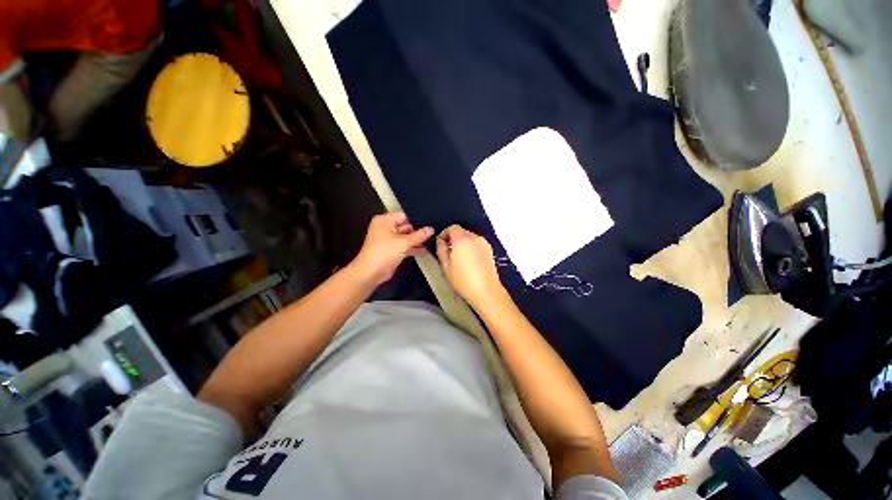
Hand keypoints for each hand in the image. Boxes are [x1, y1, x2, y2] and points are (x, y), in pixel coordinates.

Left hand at [352, 212, 432, 284]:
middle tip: (434, 231)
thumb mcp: (403, 242)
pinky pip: (405, 246)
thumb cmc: (384, 252)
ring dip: (417, 240)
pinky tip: (425, 249)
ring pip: (406, 237)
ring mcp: (389, 239)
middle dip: (418, 230)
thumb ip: (419, 235)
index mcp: (385, 221)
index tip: (430, 221)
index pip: (404, 216)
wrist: (371, 272)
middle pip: (406, 226)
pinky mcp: (392, 250)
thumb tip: (431, 229)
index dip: (417, 219)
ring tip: (432, 239)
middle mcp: (386, 228)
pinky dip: (413, 247)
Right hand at [436, 225, 506, 308]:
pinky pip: (477, 243)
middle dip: (453, 239)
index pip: (452, 227)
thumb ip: (441, 249)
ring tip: (459, 258)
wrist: (487, 291)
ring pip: (470, 237)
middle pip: (461, 231)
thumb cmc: (463, 280)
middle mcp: (474, 238)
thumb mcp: (446, 266)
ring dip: (463, 243)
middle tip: (449, 252)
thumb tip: (441, 240)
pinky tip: (470, 261)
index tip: (441, 244)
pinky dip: (471, 247)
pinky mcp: (490, 250)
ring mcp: (484, 243)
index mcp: (462, 240)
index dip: (445, 234)